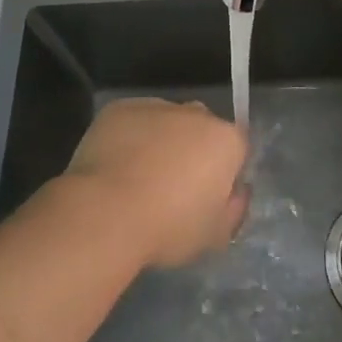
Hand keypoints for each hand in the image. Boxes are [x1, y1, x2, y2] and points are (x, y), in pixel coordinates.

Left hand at [65, 98, 248, 267]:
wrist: (106, 212)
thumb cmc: (168, 227)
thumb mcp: (215, 235)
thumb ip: (234, 207)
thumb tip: (235, 191)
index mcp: (225, 139)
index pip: (236, 148)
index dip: (224, 172)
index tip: (207, 197)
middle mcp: (195, 113)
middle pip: (201, 129)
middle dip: (192, 151)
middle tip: (172, 188)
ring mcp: (155, 106)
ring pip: (165, 122)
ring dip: (159, 142)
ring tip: (137, 180)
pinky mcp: (120, 108)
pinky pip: (132, 122)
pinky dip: (128, 138)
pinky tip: (114, 168)